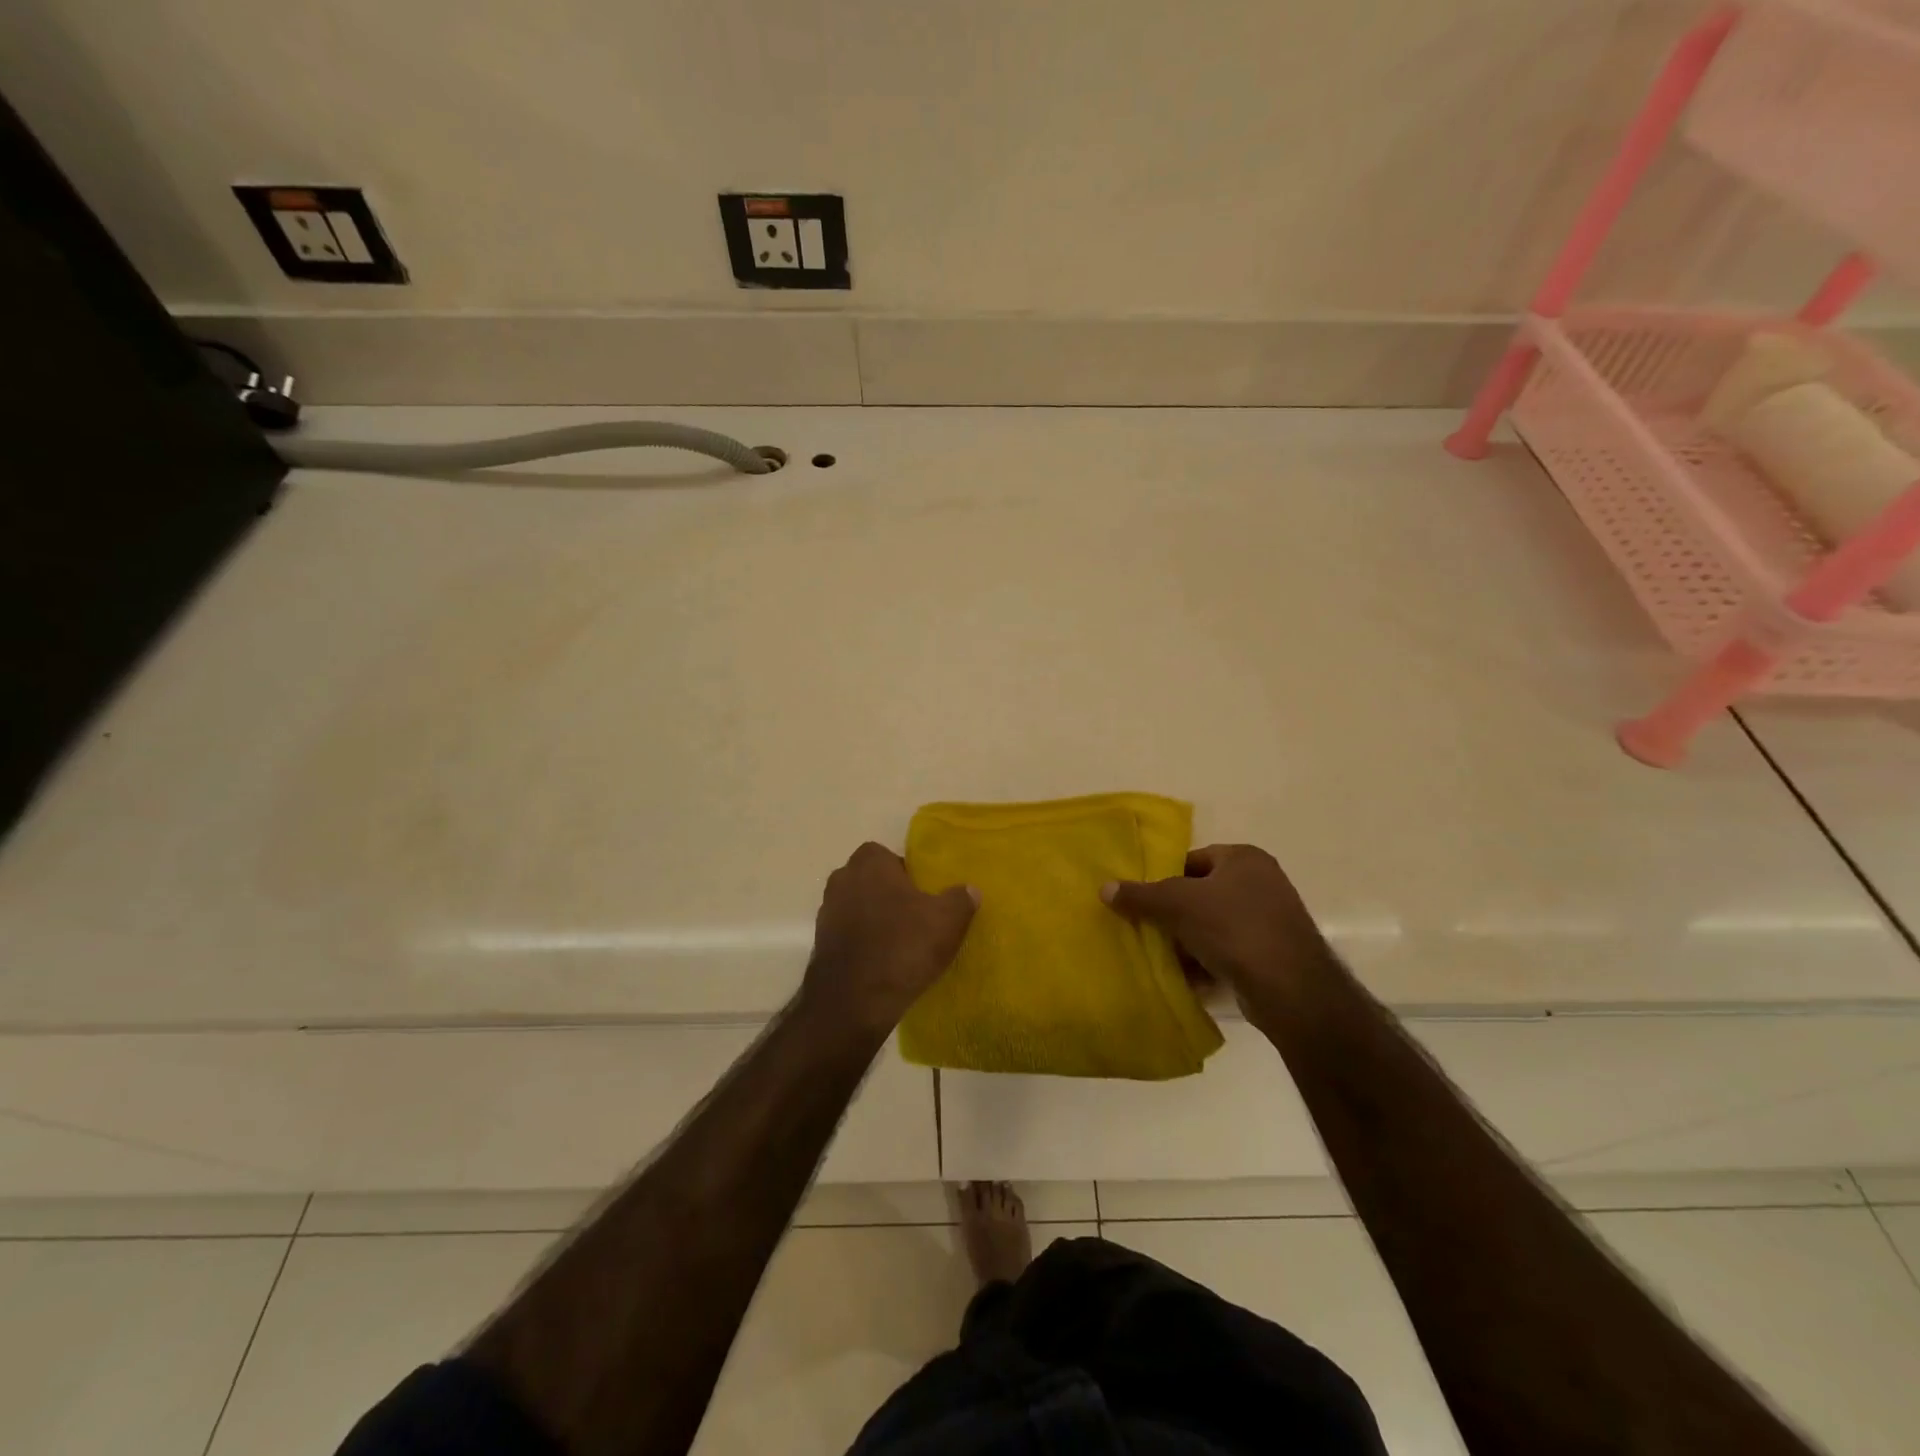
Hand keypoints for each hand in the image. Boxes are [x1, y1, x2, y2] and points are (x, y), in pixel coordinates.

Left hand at [802, 842, 978, 1035]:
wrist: (854, 1001)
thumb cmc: (903, 946)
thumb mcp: (947, 921)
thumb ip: (960, 899)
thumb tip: (969, 890)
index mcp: (870, 863)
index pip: (889, 855)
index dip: (908, 873)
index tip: (925, 895)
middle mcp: (842, 879)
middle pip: (872, 881)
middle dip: (891, 895)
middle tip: (918, 918)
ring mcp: (827, 912)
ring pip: (859, 908)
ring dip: (876, 920)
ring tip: (903, 944)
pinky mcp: (821, 944)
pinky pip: (849, 935)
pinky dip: (864, 943)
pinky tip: (884, 963)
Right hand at [1101, 844, 1330, 1008]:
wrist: (1290, 987)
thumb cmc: (1232, 927)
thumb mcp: (1177, 905)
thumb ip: (1140, 895)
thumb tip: (1104, 888)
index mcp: (1244, 857)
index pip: (1193, 859)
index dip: (1165, 878)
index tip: (1144, 901)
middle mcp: (1262, 881)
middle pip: (1202, 893)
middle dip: (1175, 914)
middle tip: (1149, 930)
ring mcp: (1272, 919)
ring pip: (1215, 924)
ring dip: (1190, 941)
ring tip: (1166, 958)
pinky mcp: (1274, 953)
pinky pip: (1231, 951)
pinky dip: (1210, 961)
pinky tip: (1190, 978)